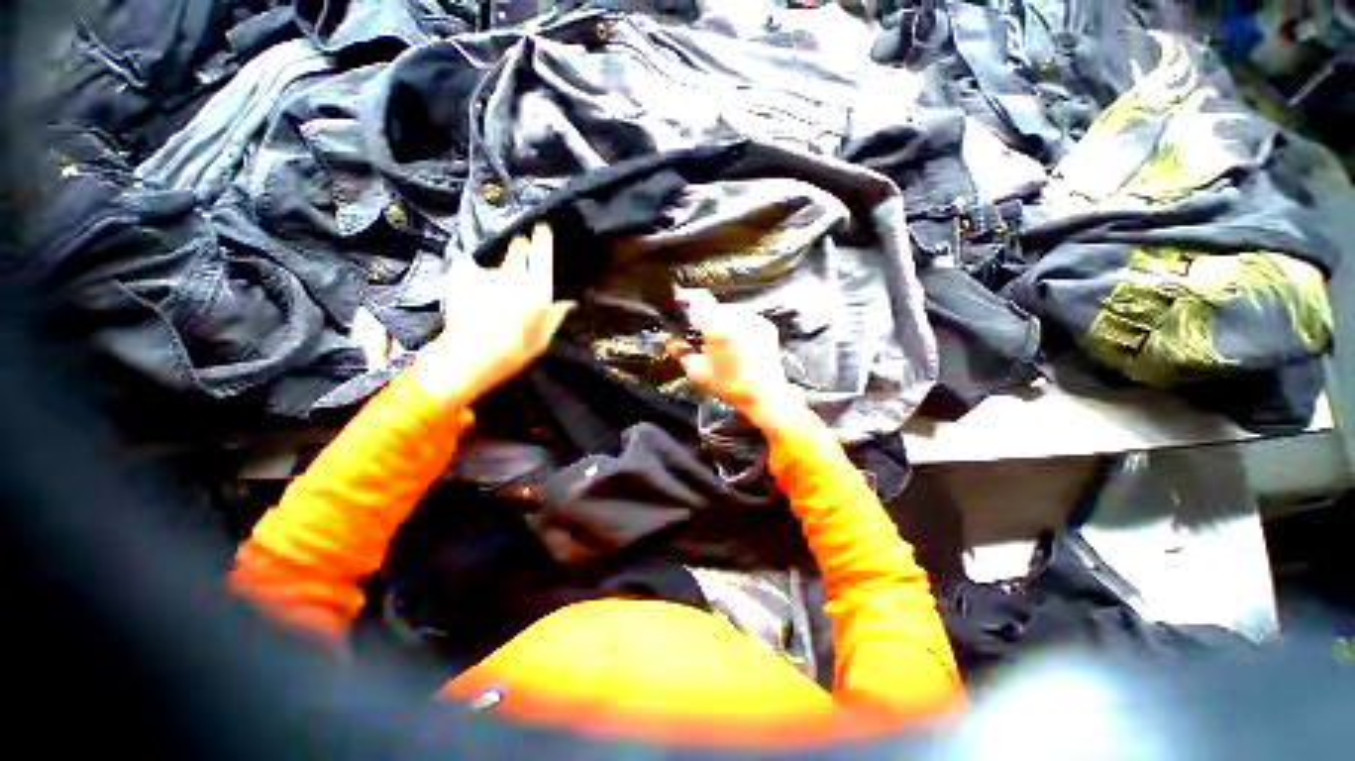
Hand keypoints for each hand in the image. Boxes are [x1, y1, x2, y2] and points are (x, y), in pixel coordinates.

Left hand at [413, 223, 574, 405]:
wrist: (470, 356)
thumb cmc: (514, 352)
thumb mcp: (542, 339)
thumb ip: (555, 317)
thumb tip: (570, 303)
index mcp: (538, 287)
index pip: (542, 253)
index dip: (542, 238)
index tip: (541, 227)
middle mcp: (514, 274)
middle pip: (518, 250)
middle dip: (519, 249)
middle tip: (519, 254)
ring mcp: (487, 273)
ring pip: (495, 265)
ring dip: (496, 271)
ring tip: (491, 292)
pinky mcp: (463, 276)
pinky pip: (470, 270)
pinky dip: (471, 277)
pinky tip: (468, 292)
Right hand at [666, 288, 805, 429]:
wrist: (763, 396)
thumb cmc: (734, 386)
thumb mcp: (697, 371)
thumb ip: (680, 352)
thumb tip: (671, 342)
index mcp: (717, 325)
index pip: (699, 297)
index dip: (687, 298)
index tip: (682, 302)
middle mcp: (737, 317)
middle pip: (715, 306)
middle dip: (706, 318)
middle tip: (701, 336)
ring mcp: (754, 320)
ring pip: (731, 312)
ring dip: (723, 322)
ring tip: (721, 344)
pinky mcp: (766, 327)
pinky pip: (746, 319)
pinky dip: (739, 327)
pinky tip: (736, 346)